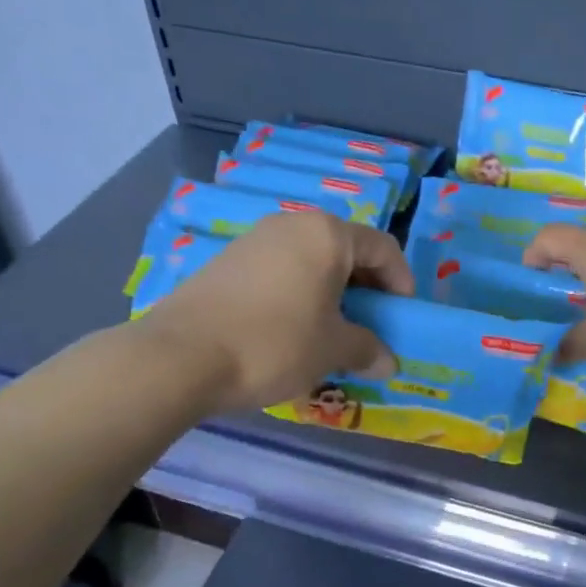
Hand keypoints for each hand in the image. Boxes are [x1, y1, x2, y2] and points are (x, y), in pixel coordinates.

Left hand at [139, 211, 413, 410]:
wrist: (182, 356)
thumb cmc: (274, 344)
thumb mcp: (332, 350)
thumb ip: (368, 349)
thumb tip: (388, 362)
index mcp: (327, 235)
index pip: (383, 248)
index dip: (401, 283)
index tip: (403, 318)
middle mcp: (292, 224)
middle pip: (346, 251)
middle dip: (366, 290)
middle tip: (370, 327)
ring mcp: (255, 240)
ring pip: (311, 262)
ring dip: (331, 294)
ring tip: (331, 333)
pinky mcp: (227, 261)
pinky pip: (281, 272)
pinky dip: (299, 295)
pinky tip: (291, 331)